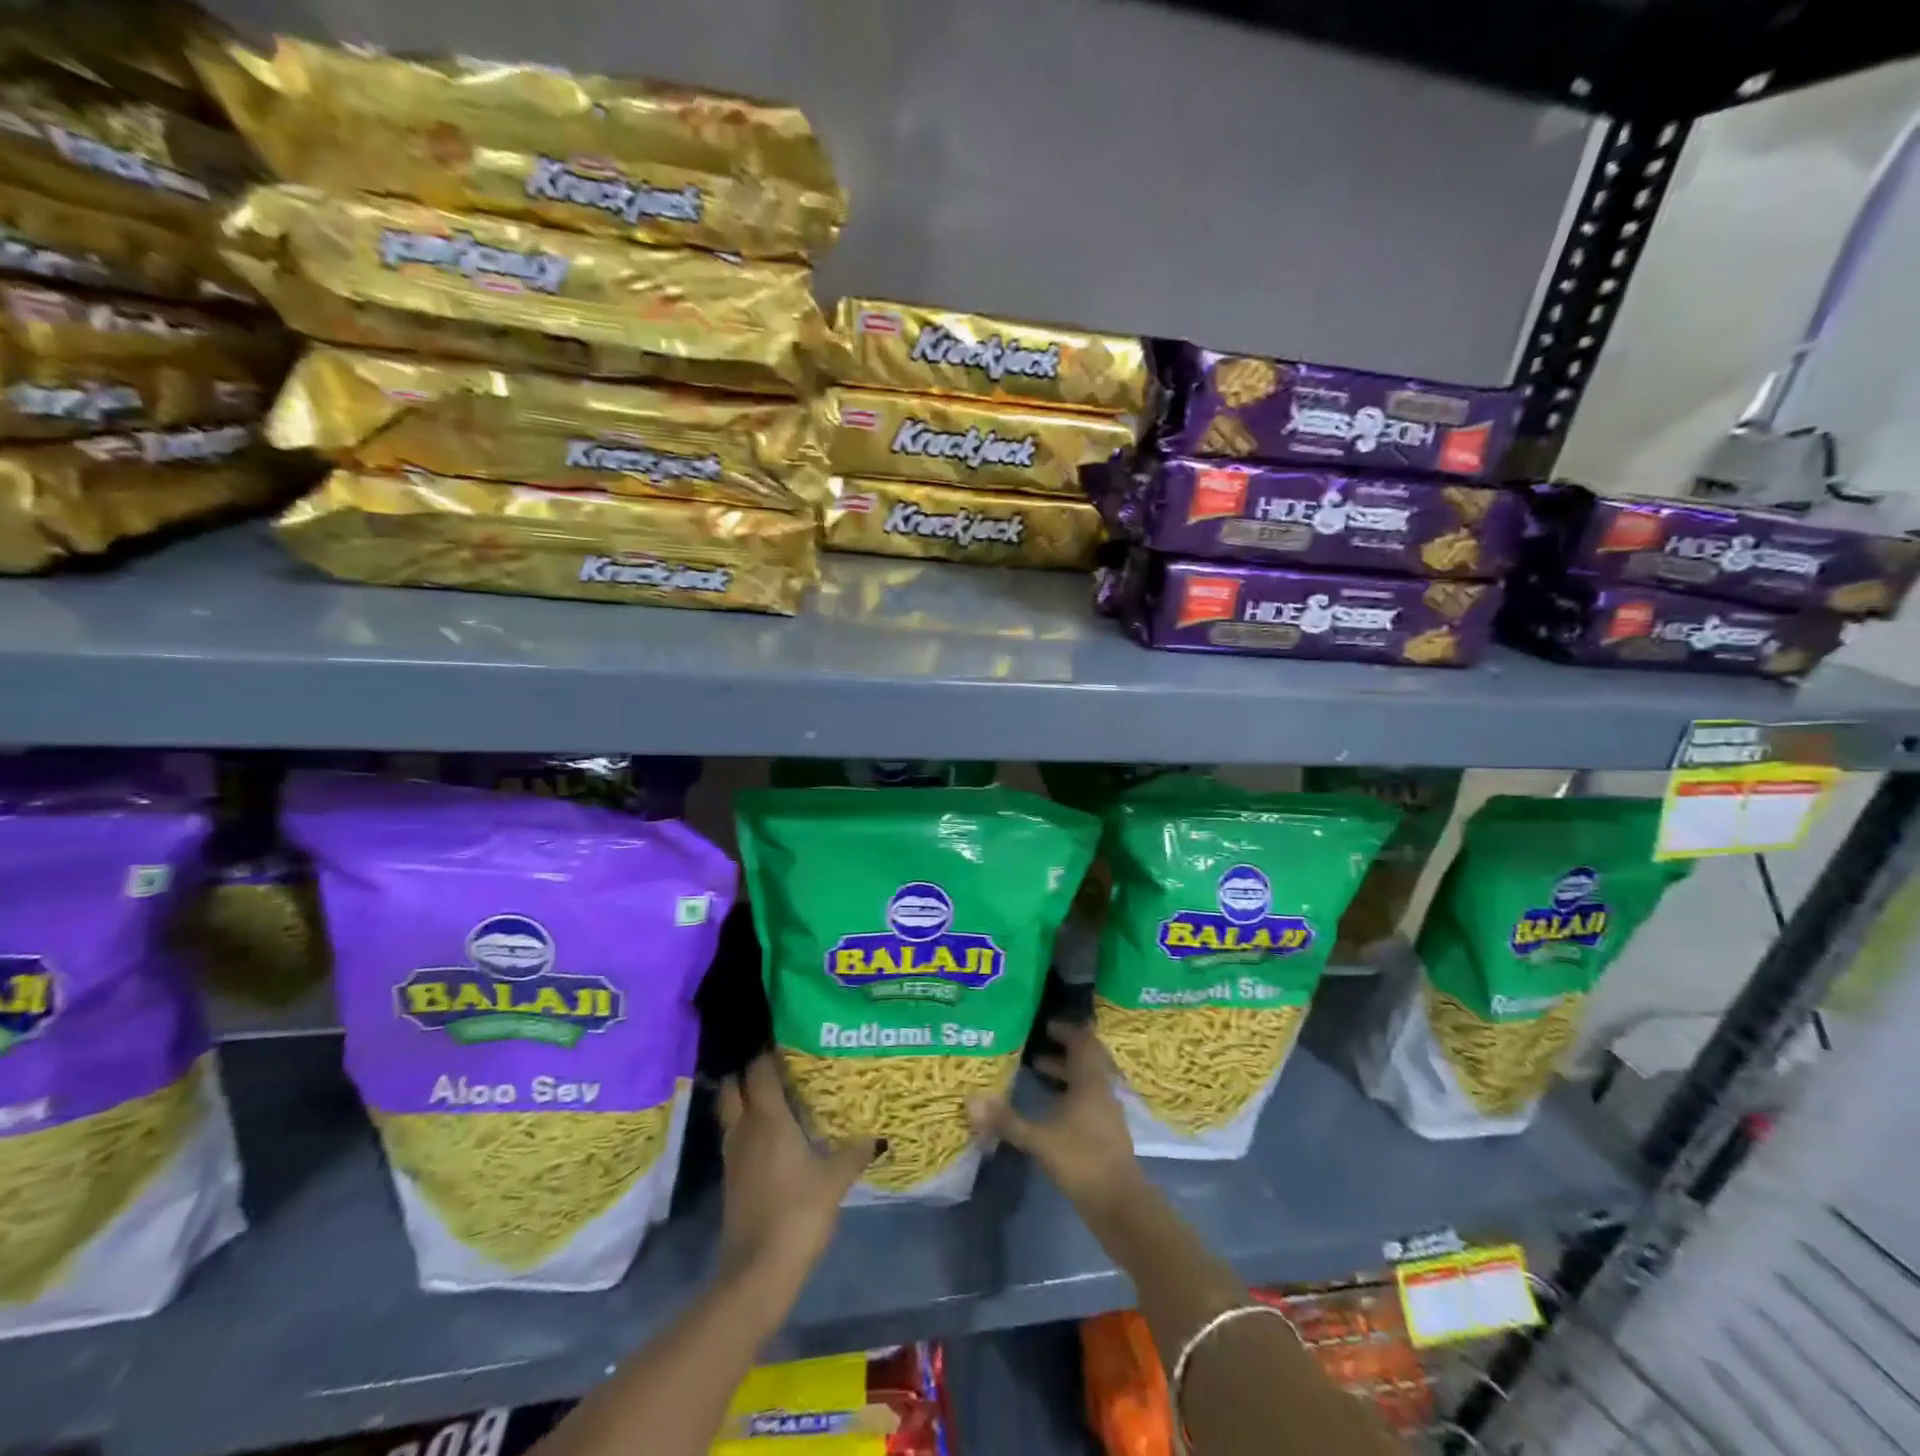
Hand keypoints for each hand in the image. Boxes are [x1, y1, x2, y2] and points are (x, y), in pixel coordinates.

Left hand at [716, 1053, 876, 1290]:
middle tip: (777, 1070)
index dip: (768, 1055)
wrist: (757, 1272)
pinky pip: (736, 1139)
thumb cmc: (798, 1213)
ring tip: (777, 1100)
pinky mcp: (731, 1181)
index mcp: (768, 1119)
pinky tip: (772, 1140)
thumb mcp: (835, 1180)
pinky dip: (748, 1130)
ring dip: (746, 1103)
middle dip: (748, 1075)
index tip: (788, 1045)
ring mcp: (733, 1156)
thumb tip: (878, 1137)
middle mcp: (745, 1130)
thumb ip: (855, 1153)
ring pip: (731, 1114)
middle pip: (733, 1088)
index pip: (758, 1071)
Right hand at [968, 1019, 1144, 1218]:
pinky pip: (1087, 1098)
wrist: (1120, 1205)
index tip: (1043, 1024)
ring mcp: (1106, 1112)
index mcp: (1090, 1081)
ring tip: (1035, 1068)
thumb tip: (971, 1100)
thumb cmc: (1082, 1161)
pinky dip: (1069, 1093)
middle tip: (1036, 1042)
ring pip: (1086, 1079)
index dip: (1065, 1030)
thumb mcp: (1040, 1140)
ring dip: (1064, 1071)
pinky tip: (1049, 1106)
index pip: (1082, 1041)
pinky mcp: (1105, 1132)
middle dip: (1063, 1048)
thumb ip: (1007, 1120)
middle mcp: (1102, 1089)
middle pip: (1086, 1057)